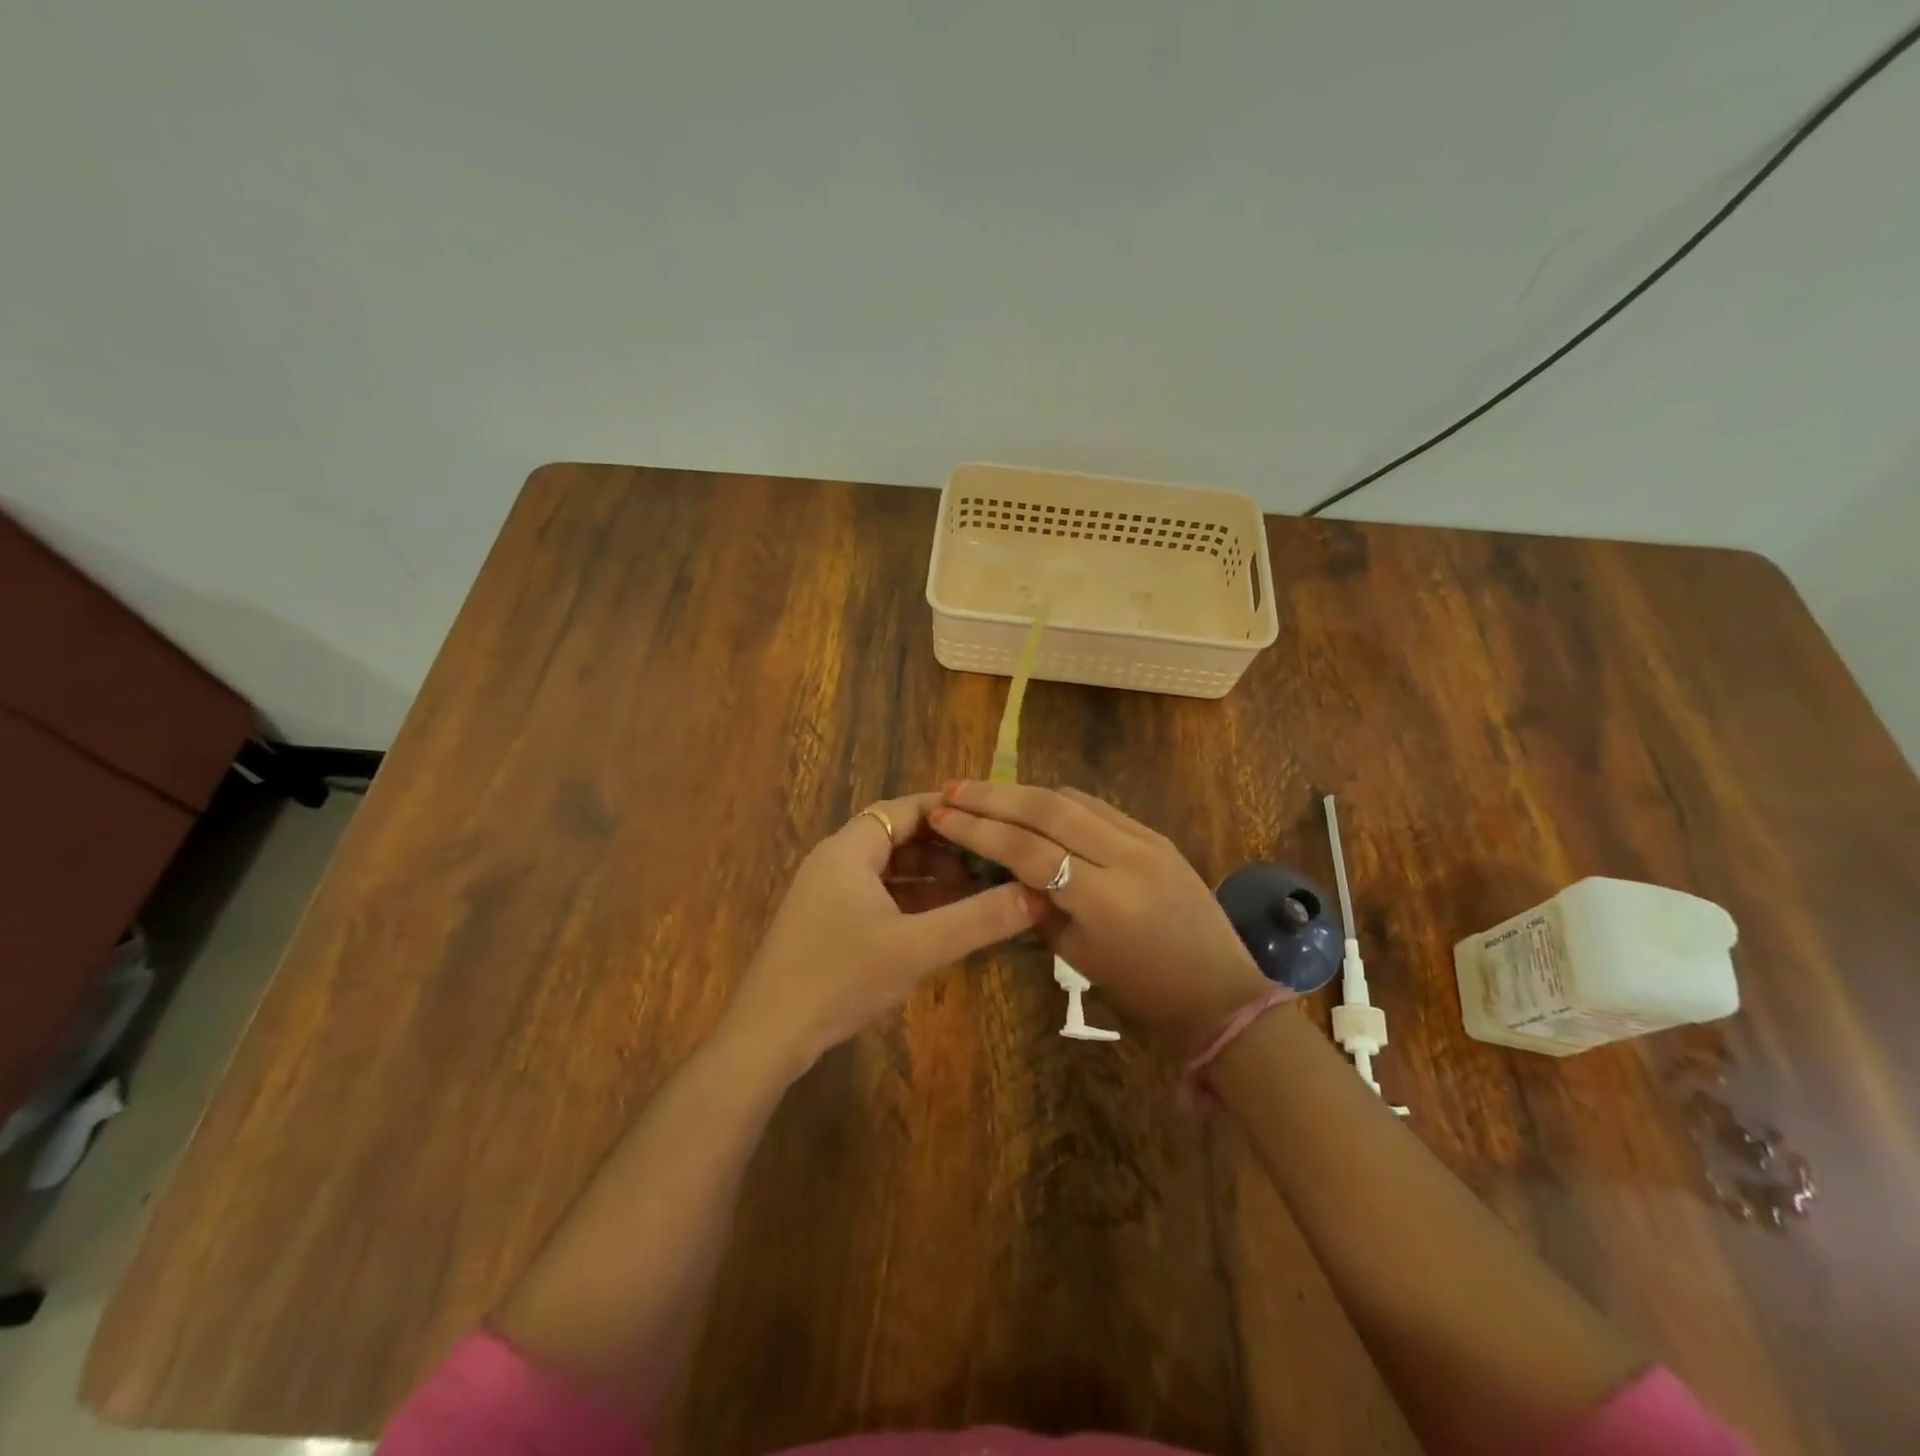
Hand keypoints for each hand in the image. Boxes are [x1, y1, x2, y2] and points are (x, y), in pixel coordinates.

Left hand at [724, 793, 1047, 1072]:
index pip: (905, 809)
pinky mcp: (826, 924)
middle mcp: (835, 861)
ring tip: (976, 892)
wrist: (767, 1037)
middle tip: (992, 862)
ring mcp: (827, 894)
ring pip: (888, 871)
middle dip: (946, 848)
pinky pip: (877, 897)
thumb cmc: (840, 978)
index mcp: (849, 850)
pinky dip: (909, 902)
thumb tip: (1036, 896)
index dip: (950, 811)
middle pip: (898, 838)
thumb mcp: (916, 948)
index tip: (993, 821)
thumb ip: (977, 920)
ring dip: (929, 878)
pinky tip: (940, 923)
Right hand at [930, 781, 1268, 1055]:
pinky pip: (1098, 807)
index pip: (1027, 849)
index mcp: (1102, 899)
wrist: (1220, 993)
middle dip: (994, 795)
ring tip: (984, 792)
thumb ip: (1038, 906)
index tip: (942, 816)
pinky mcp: (1157, 834)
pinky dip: (1059, 802)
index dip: (978, 830)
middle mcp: (1125, 856)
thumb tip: (1005, 868)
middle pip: (1047, 809)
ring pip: (1072, 799)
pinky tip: (1034, 805)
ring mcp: (1146, 839)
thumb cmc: (1142, 993)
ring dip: (1024, 792)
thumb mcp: (1077, 956)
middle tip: (953, 788)